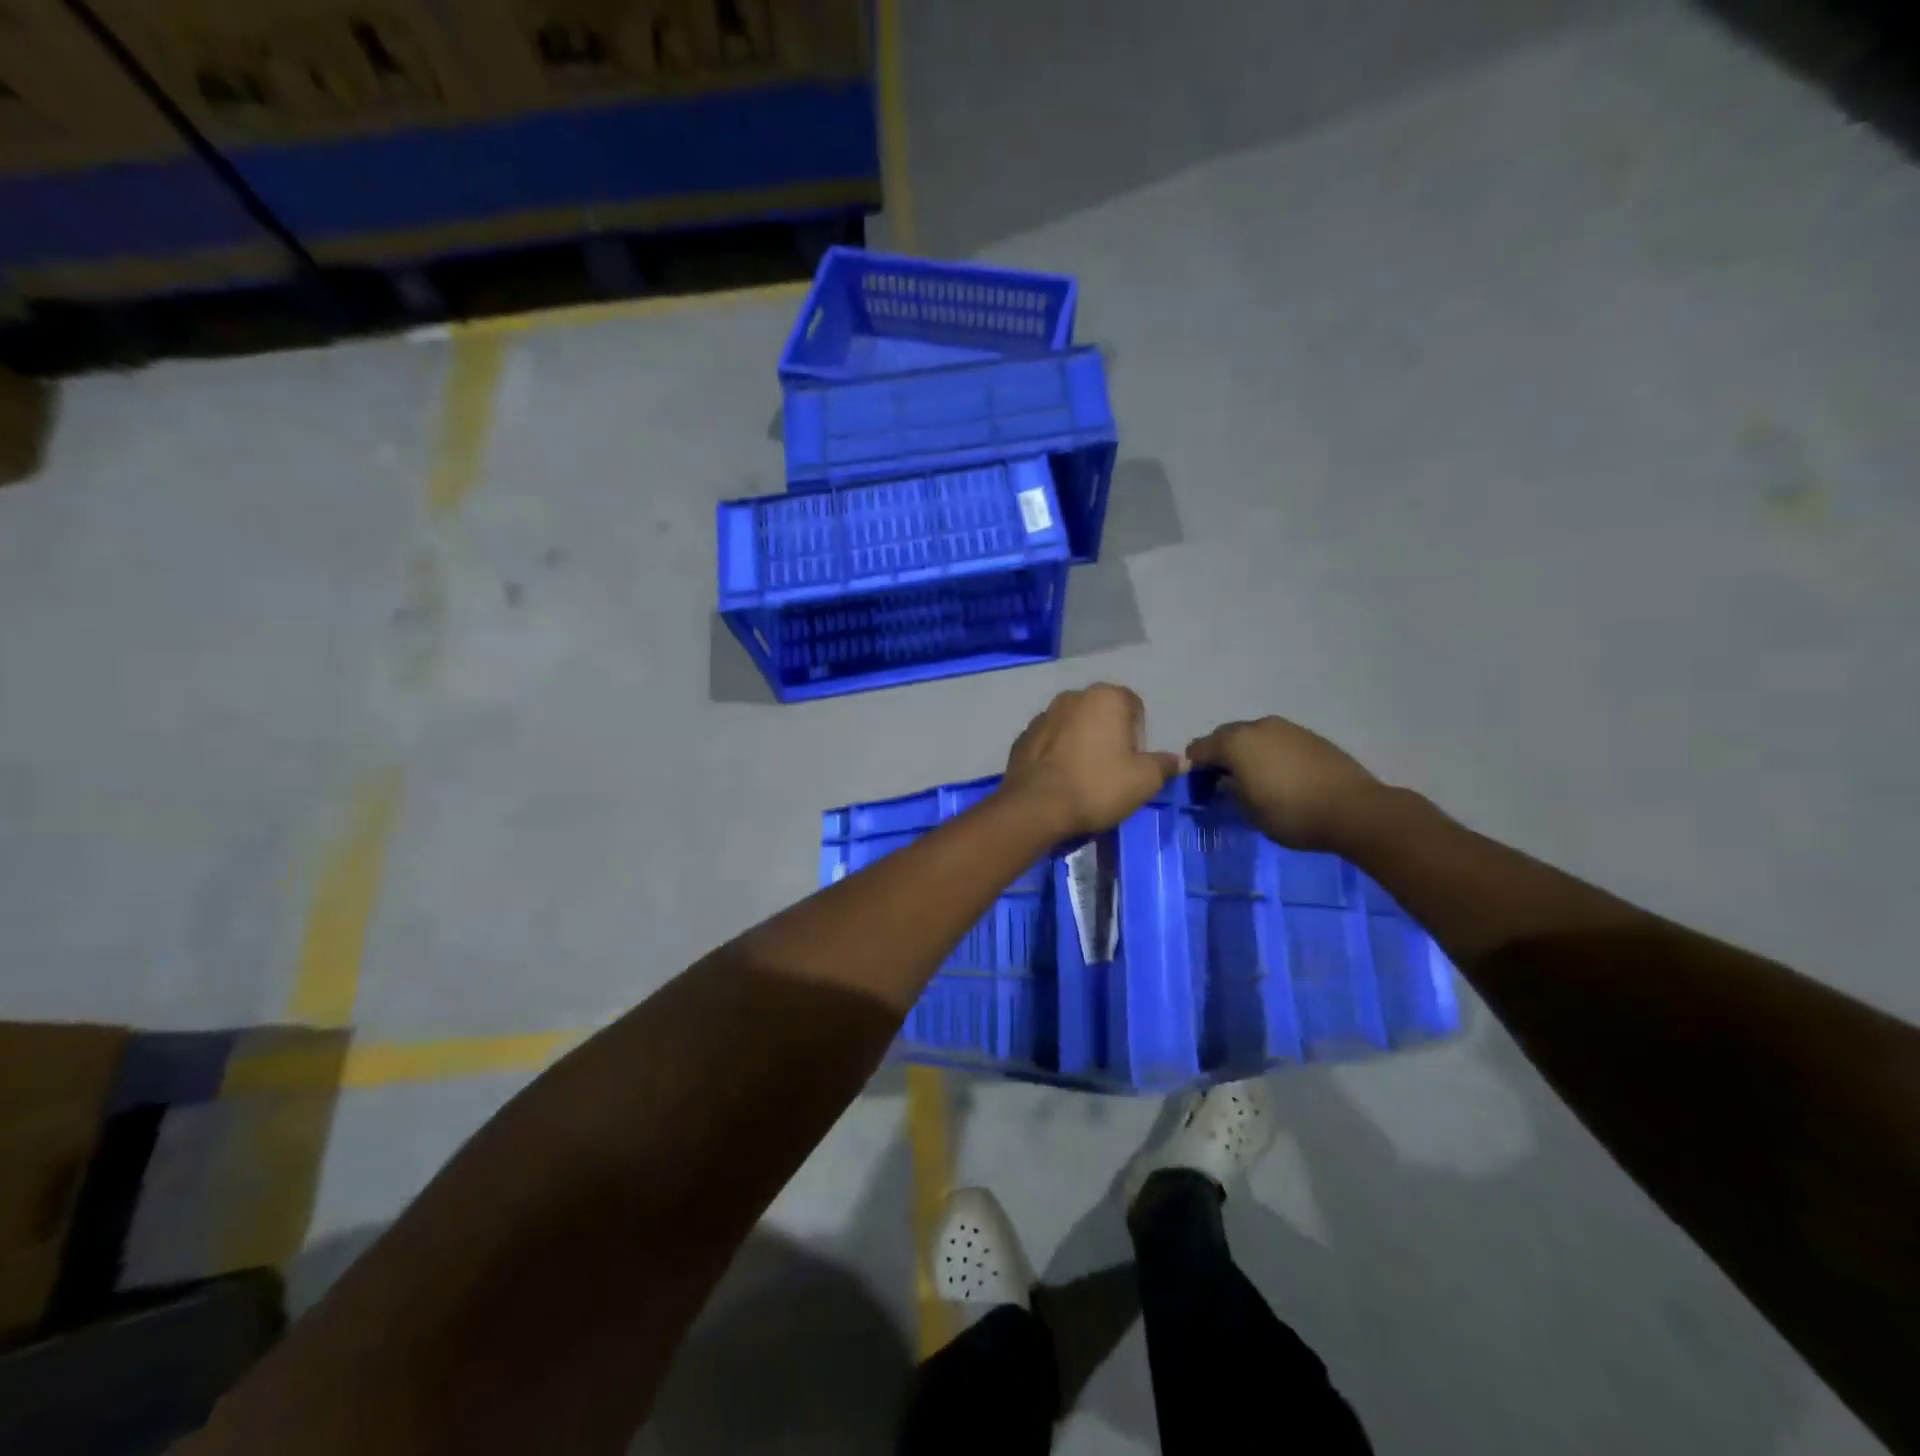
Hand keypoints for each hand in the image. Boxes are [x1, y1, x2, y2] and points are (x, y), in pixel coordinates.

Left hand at [1003, 684, 1184, 836]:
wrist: (1036, 807)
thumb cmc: (1098, 786)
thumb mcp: (1145, 780)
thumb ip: (1164, 765)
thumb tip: (1180, 760)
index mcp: (1105, 697)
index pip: (1134, 707)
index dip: (1139, 736)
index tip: (1133, 763)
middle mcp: (1072, 696)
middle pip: (1102, 714)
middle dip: (1109, 737)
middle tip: (1111, 771)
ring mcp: (1043, 715)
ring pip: (1073, 726)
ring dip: (1081, 743)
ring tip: (1084, 777)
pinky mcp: (1022, 737)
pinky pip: (1050, 742)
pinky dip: (1057, 754)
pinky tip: (1060, 779)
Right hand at [1186, 717, 1381, 851]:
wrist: (1354, 810)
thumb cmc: (1292, 814)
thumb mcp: (1250, 811)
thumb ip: (1230, 791)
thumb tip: (1224, 780)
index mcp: (1236, 743)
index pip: (1199, 749)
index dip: (1193, 767)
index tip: (1197, 787)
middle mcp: (1258, 727)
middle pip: (1225, 736)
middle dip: (1219, 755)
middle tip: (1222, 781)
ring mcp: (1287, 728)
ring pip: (1253, 736)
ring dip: (1246, 752)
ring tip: (1253, 778)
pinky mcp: (1310, 736)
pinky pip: (1277, 740)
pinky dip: (1270, 753)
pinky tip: (1280, 775)